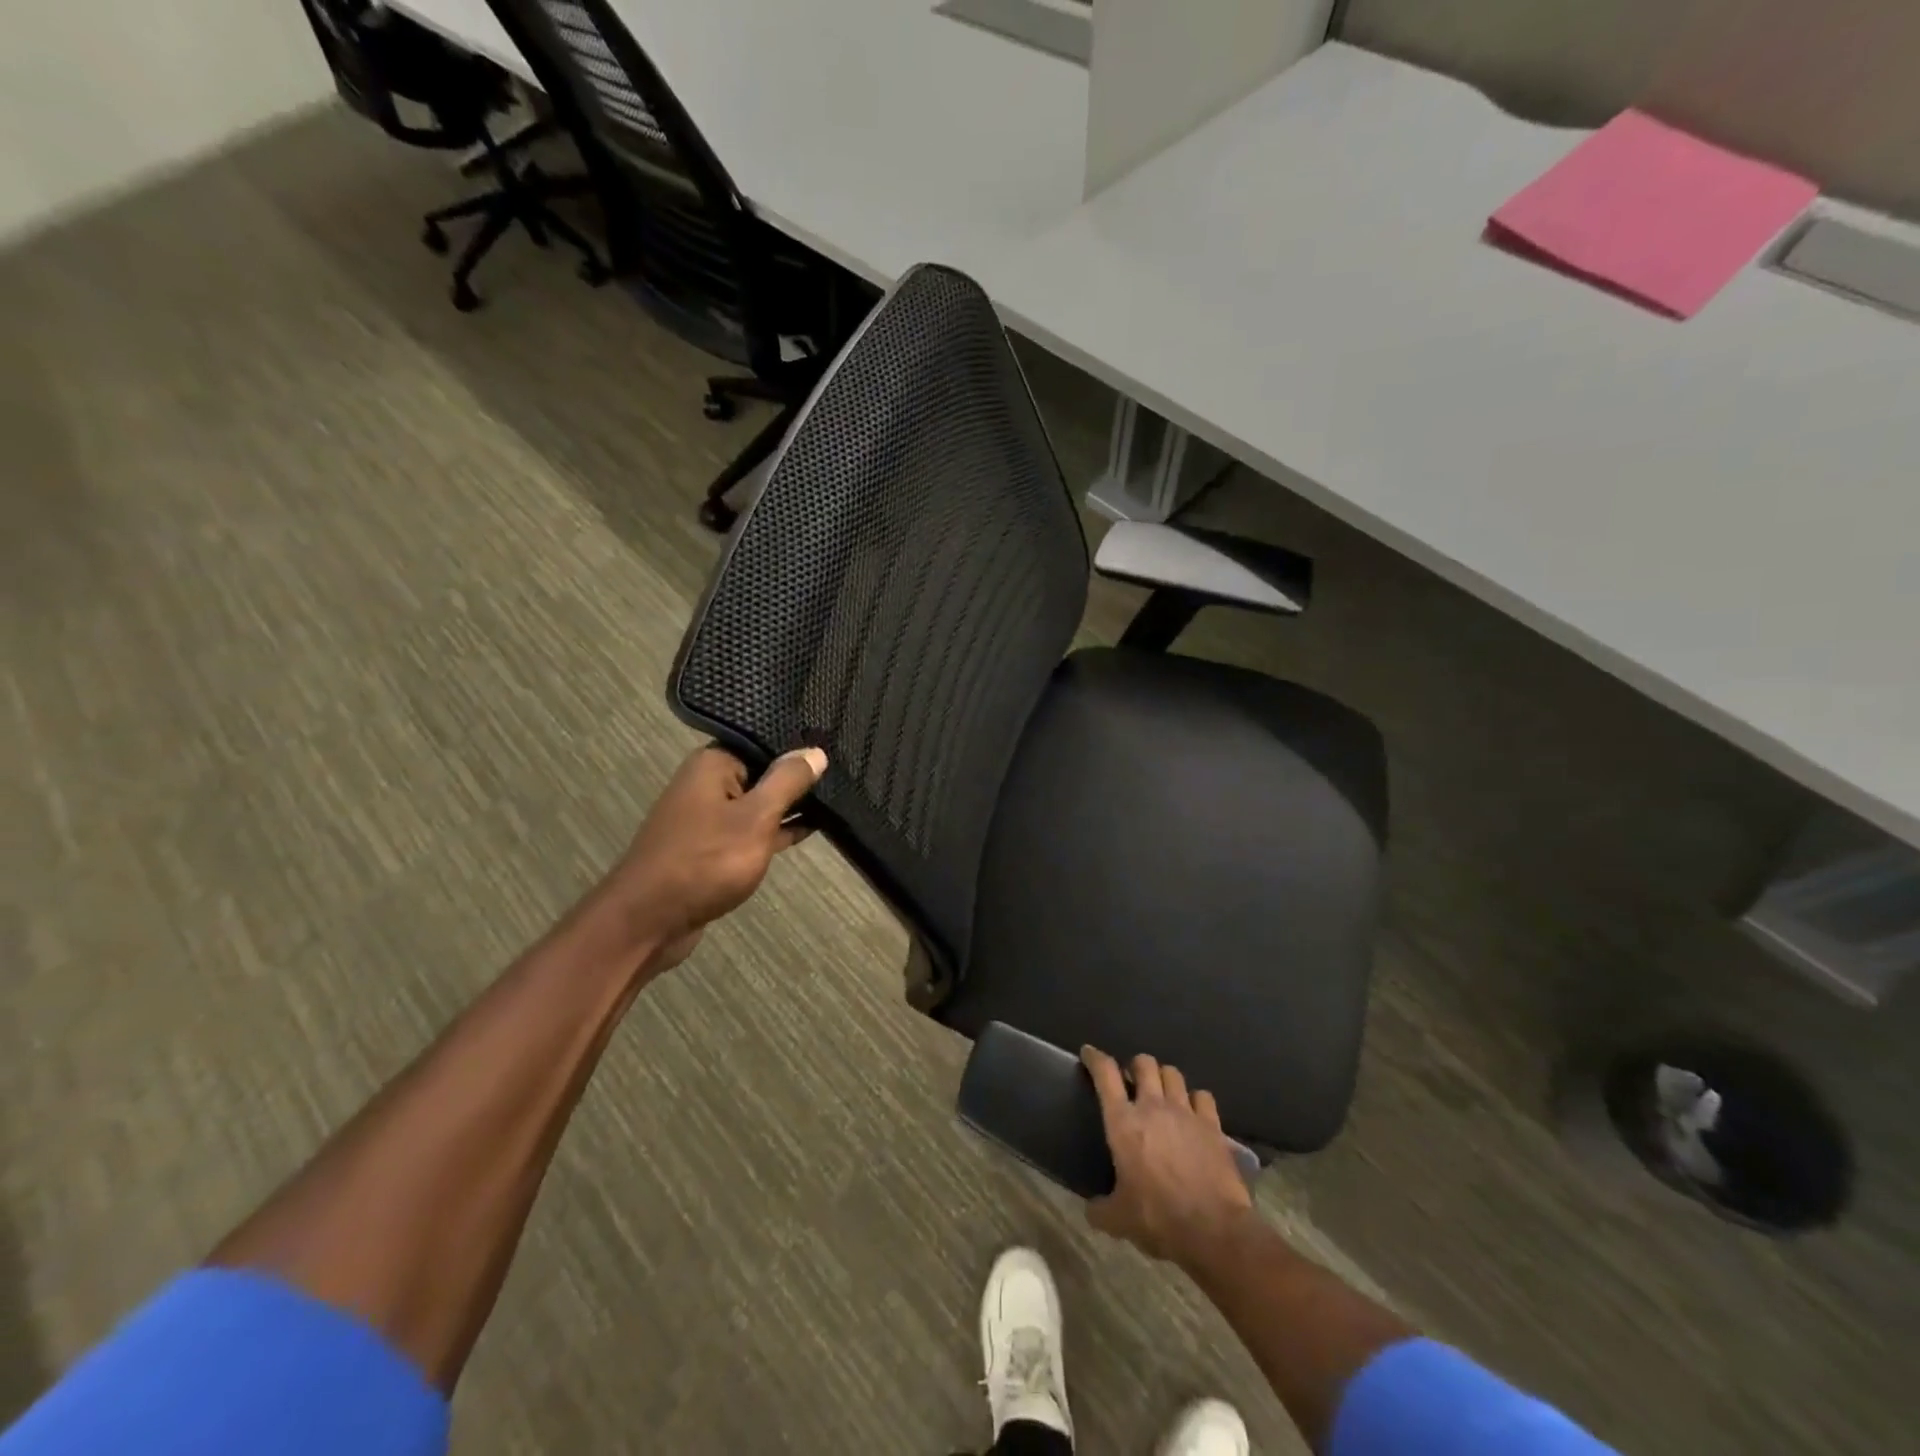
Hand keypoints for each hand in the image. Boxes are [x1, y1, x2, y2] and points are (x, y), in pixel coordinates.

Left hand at [594, 744, 826, 969]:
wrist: (649, 921)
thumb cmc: (705, 861)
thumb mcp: (756, 817)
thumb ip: (788, 782)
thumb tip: (816, 751)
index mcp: (713, 764)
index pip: (765, 743)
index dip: (799, 749)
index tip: (836, 751)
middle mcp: (707, 784)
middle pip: (762, 772)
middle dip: (798, 780)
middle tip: (844, 776)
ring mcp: (708, 818)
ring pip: (758, 804)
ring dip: (789, 807)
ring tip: (836, 801)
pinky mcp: (712, 848)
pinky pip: (751, 830)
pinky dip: (775, 831)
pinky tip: (808, 830)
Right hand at [1082, 1046, 1253, 1268]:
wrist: (1213, 1229)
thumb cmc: (1157, 1218)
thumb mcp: (1118, 1220)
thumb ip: (1100, 1209)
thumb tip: (1091, 1209)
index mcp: (1123, 1122)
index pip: (1105, 1074)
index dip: (1095, 1058)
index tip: (1089, 1052)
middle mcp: (1153, 1107)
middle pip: (1144, 1063)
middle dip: (1136, 1066)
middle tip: (1133, 1080)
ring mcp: (1186, 1112)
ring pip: (1173, 1073)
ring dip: (1164, 1078)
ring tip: (1163, 1092)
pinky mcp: (1212, 1125)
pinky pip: (1203, 1096)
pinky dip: (1196, 1099)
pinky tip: (1194, 1111)